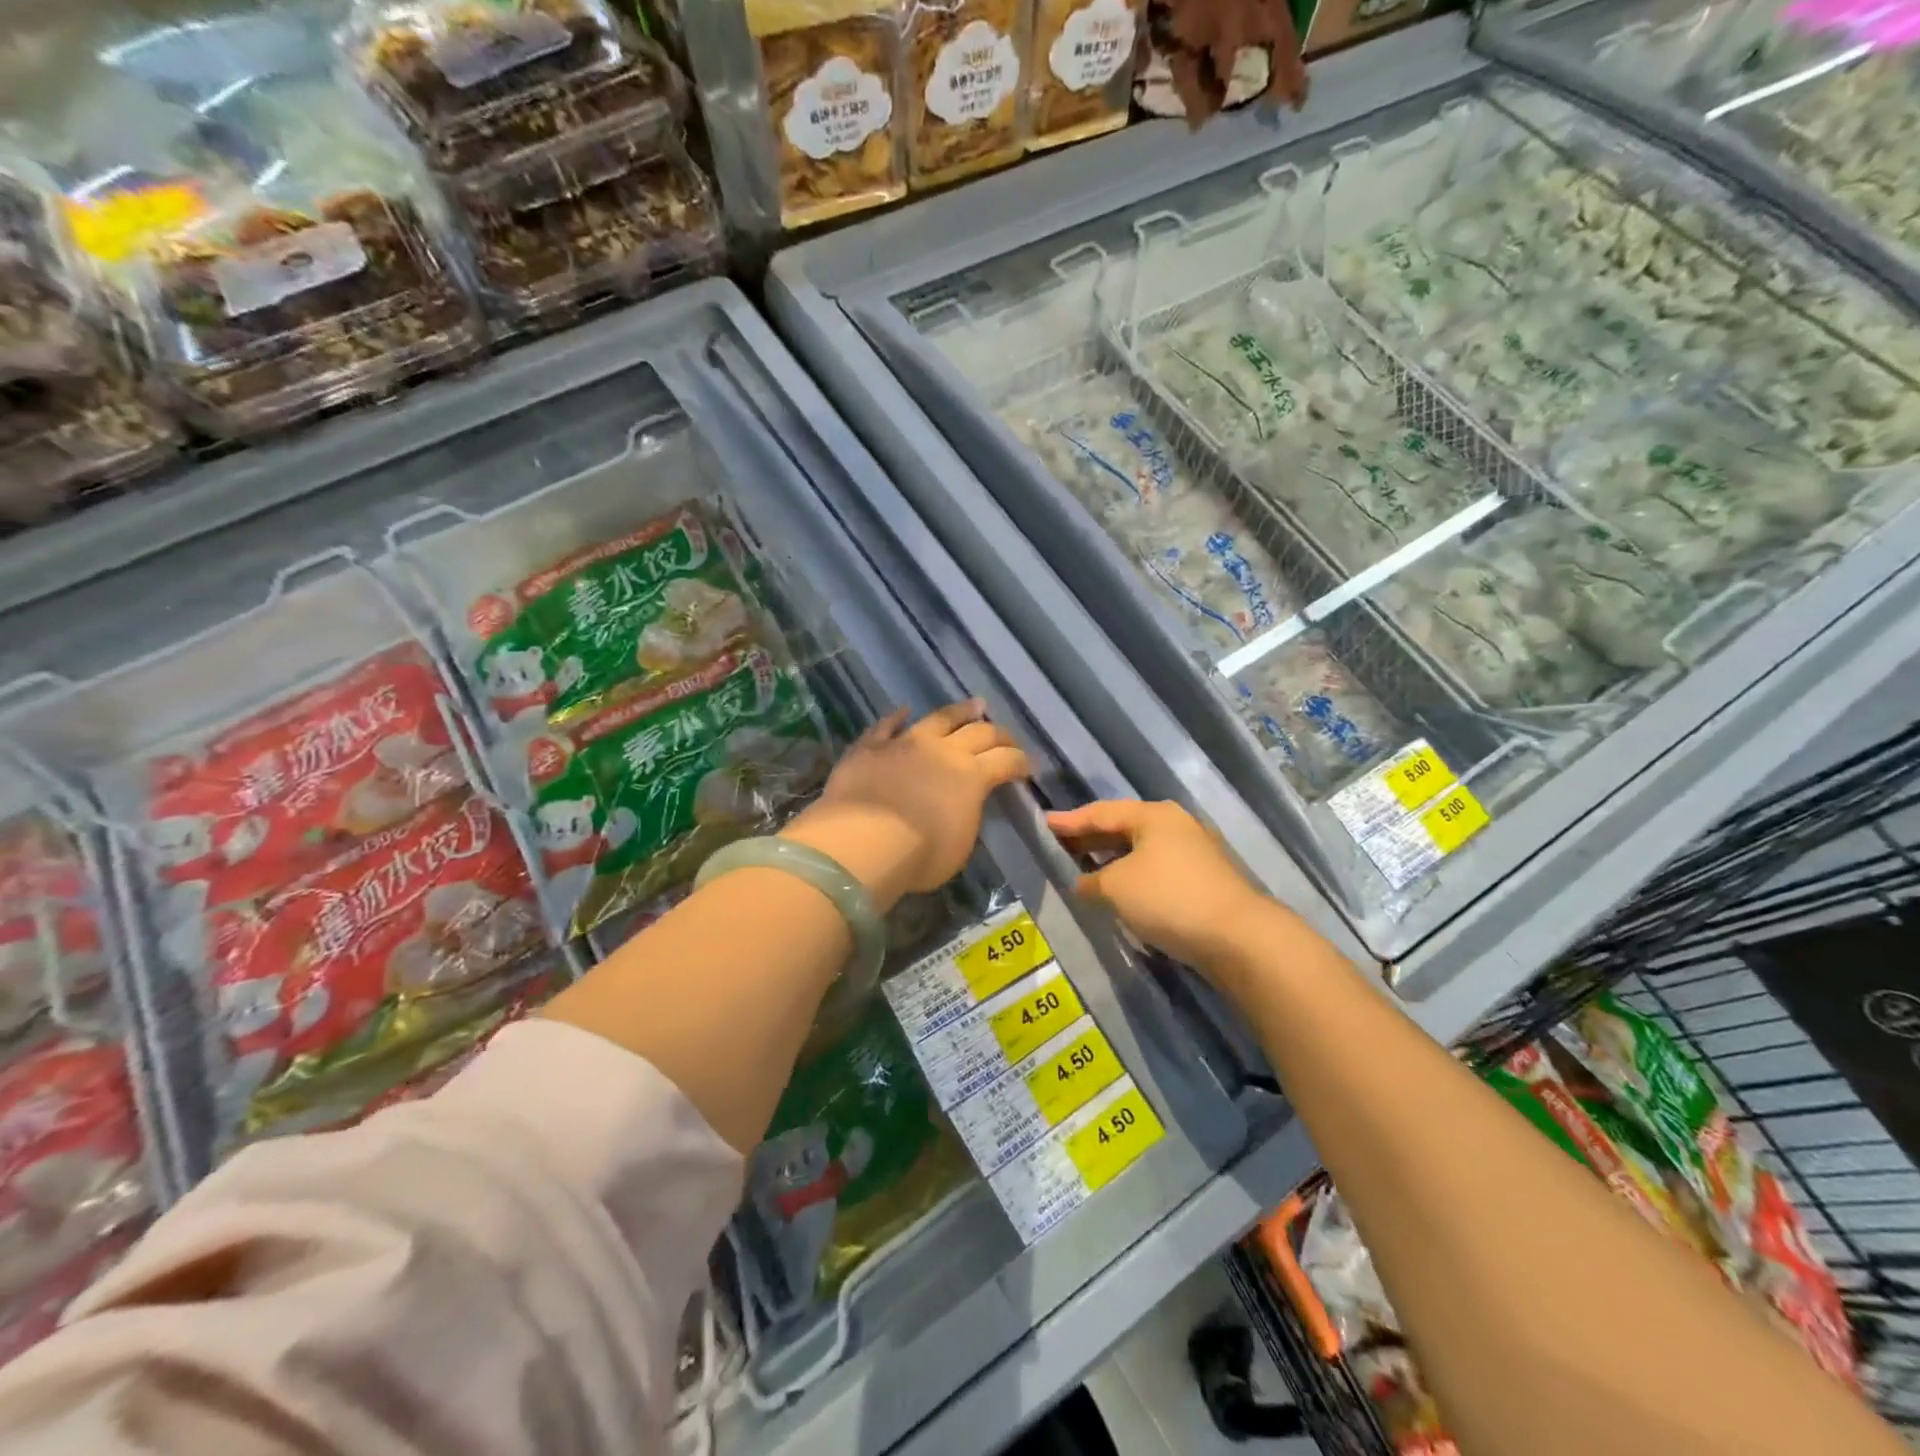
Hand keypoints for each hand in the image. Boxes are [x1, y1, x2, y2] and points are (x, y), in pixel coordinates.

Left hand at [781, 700, 1028, 911]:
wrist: (862, 842)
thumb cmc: (919, 855)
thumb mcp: (958, 846)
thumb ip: (965, 818)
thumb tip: (961, 807)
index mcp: (972, 777)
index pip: (1006, 761)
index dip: (1020, 762)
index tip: (1028, 766)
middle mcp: (943, 751)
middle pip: (979, 732)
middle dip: (999, 734)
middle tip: (1007, 737)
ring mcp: (905, 743)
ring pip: (939, 718)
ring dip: (960, 711)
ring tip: (974, 705)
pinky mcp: (870, 747)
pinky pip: (886, 726)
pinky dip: (896, 717)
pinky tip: (903, 711)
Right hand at [1046, 799, 1269, 968]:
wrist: (1238, 937)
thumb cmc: (1169, 898)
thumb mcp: (1117, 887)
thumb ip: (1092, 880)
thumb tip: (1083, 882)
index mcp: (1153, 815)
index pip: (1101, 812)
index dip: (1069, 820)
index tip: (1043, 823)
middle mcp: (1176, 825)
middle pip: (1123, 827)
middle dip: (1091, 838)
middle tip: (1059, 845)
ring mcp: (1195, 852)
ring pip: (1141, 850)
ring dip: (1112, 859)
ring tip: (1083, 868)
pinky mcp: (1205, 880)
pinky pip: (1156, 869)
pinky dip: (1132, 875)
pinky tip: (1119, 890)